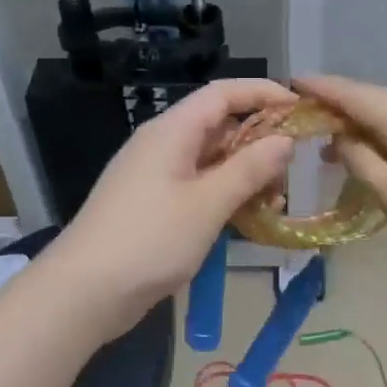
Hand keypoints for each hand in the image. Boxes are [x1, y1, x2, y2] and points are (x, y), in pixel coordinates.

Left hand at [53, 78, 296, 334]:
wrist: (85, 292)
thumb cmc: (149, 240)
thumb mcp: (207, 204)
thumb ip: (249, 169)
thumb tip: (284, 140)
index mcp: (171, 131)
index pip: (222, 94)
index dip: (262, 93)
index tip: (301, 108)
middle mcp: (162, 146)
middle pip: (218, 126)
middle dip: (259, 142)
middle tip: (293, 170)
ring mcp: (155, 177)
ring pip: (210, 161)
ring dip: (245, 174)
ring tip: (275, 201)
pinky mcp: (153, 206)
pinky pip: (197, 188)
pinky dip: (225, 196)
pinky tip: (247, 219)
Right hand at [297, 75, 386, 279]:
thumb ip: (364, 164)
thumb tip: (342, 137)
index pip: (355, 94)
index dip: (322, 88)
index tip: (291, 83)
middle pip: (375, 99)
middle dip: (339, 106)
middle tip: (306, 120)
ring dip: (363, 124)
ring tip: (335, 145)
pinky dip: (386, 135)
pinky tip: (380, 155)